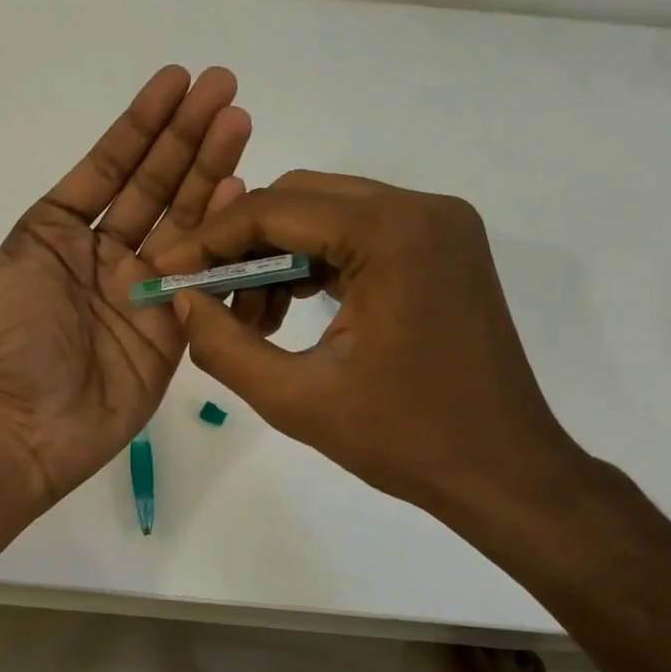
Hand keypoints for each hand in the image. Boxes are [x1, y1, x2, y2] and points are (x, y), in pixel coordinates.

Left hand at [0, 66, 250, 506]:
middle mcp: (104, 253)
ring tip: (241, 122)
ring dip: (212, 169)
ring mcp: (142, 287)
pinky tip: (242, 191)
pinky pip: (201, 272)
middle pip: (155, 183)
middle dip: (188, 134)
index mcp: (59, 233)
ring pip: (184, 218)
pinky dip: (220, 233)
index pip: (109, 166)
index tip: (176, 80)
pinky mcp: (171, 325)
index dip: (142, 123)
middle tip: (225, 86)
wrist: (22, 428)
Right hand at [150, 171, 589, 527]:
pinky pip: (356, 233)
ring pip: (325, 212)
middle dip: (241, 244)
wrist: (505, 473)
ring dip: (275, 254)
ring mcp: (438, 224)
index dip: (209, 240)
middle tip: (205, 297)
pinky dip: (313, 262)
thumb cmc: (405, 440)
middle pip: (299, 197)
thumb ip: (222, 345)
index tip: (165, 272)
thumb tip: (179, 301)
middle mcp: (420, 208)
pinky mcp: (441, 246)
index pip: (274, 209)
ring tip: (249, 319)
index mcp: (391, 234)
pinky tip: (288, 311)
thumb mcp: (295, 399)